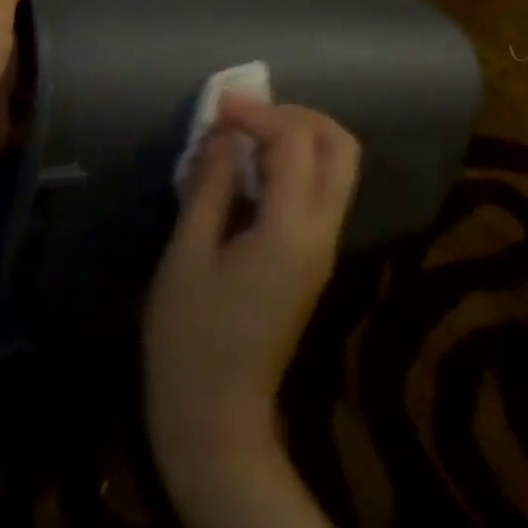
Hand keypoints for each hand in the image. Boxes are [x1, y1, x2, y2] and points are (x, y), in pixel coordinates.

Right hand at [143, 95, 359, 505]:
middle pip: (340, 146)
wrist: (217, 422)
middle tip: (247, 115)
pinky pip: (318, 191)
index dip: (258, 113)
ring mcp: (323, 247)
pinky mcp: (314, 258)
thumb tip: (225, 135)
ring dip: (298, 137)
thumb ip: (211, 186)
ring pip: (336, 167)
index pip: (295, 142)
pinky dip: (294, 164)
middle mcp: (322, 232)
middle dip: (298, 116)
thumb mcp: (188, 256)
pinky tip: (250, 169)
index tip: (218, 105)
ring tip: (245, 135)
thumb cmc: (190, 341)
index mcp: (291, 232)